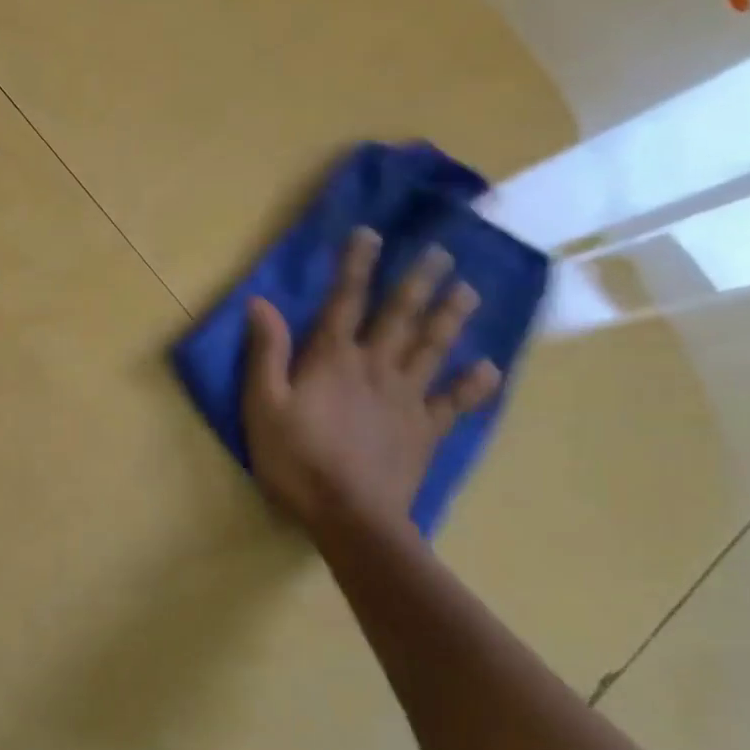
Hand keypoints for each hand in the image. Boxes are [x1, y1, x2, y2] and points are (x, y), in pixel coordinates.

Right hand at [241, 228, 501, 533]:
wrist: (350, 516)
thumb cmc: (296, 459)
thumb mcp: (263, 406)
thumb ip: (265, 354)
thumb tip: (260, 303)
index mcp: (333, 360)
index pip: (344, 302)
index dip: (356, 266)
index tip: (371, 234)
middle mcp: (376, 368)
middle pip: (400, 317)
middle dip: (418, 281)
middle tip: (442, 252)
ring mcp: (407, 398)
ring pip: (433, 348)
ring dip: (451, 317)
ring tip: (469, 290)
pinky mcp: (426, 430)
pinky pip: (454, 402)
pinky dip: (473, 384)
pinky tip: (488, 367)